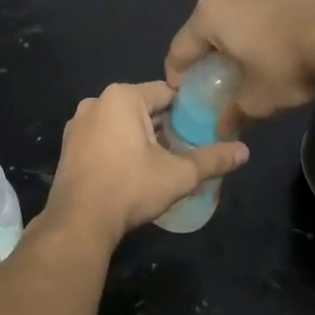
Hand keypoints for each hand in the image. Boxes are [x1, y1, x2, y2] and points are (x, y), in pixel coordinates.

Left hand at [43, 82, 248, 242]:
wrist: (79, 221)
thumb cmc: (130, 188)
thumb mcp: (179, 174)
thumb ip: (212, 160)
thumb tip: (245, 152)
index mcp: (122, 97)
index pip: (166, 93)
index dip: (188, 109)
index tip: (204, 127)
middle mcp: (96, 102)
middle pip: (143, 107)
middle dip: (165, 125)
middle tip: (188, 147)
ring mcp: (78, 124)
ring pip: (121, 123)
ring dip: (142, 137)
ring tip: (163, 161)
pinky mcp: (69, 146)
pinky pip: (103, 137)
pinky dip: (120, 146)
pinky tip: (133, 170)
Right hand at [165, 0, 314, 127]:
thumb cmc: (286, 63)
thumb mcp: (257, 99)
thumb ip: (233, 114)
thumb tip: (221, 131)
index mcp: (209, 15)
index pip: (180, 47)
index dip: (176, 73)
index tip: (180, 91)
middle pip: (207, 27)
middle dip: (208, 54)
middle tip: (215, 79)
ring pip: (237, 16)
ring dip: (237, 39)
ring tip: (247, 63)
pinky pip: (262, 11)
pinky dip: (261, 29)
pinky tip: (275, 48)